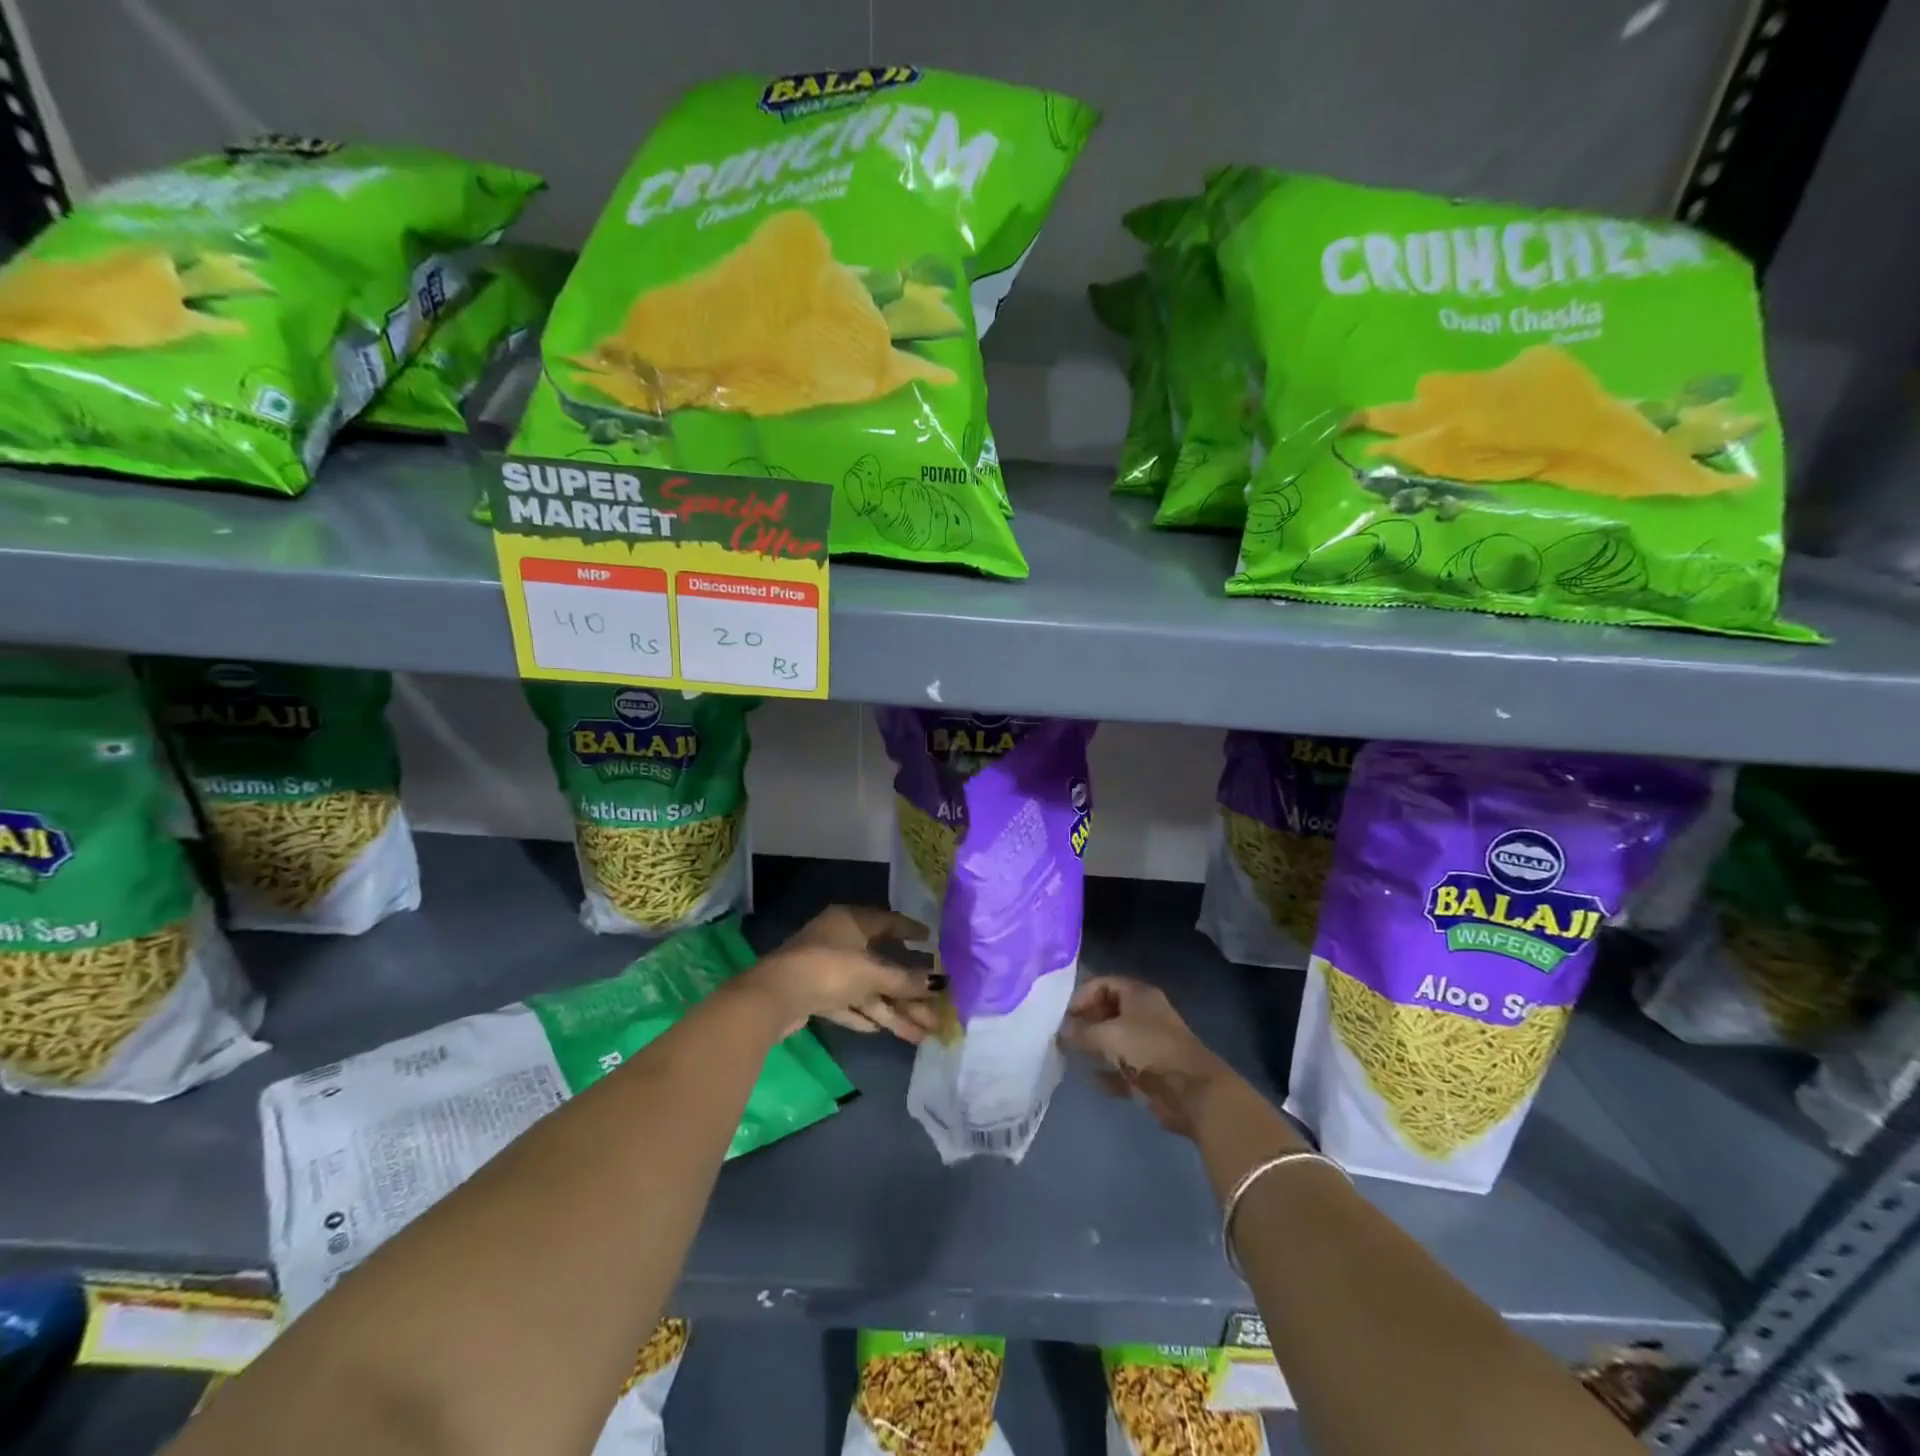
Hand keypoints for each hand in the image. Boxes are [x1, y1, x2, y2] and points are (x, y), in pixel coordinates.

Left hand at [743, 905, 939, 1042]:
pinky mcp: (815, 995)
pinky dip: (865, 1015)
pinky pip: (848, 1004)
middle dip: (908, 990)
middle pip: (881, 965)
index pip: (888, 922)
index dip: (910, 931)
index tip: (931, 941)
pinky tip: (883, 1030)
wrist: (775, 997)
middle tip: (936, 1007)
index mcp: (852, 921)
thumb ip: (905, 980)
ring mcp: (825, 969)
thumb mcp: (872, 973)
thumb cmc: (829, 969)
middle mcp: (840, 941)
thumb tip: (940, 983)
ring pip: (867, 990)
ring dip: (893, 1011)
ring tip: (922, 1033)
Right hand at [1058, 976, 1233, 1137]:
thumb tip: (1059, 1031)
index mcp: (1138, 995)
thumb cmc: (1149, 1050)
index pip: (1104, 984)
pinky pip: (1122, 1068)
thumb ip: (1081, 1032)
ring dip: (1095, 1047)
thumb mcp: (1109, 1036)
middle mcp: (1144, 1014)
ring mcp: (1149, 1043)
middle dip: (1086, 1021)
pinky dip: (1107, 1073)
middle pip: (1109, 1011)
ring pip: (1115, 1040)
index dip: (1082, 995)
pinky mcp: (1151, 1071)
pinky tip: (1090, 1079)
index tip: (1063, 1014)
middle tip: (1063, 1035)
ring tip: (1070, 1055)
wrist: (1191, 1091)